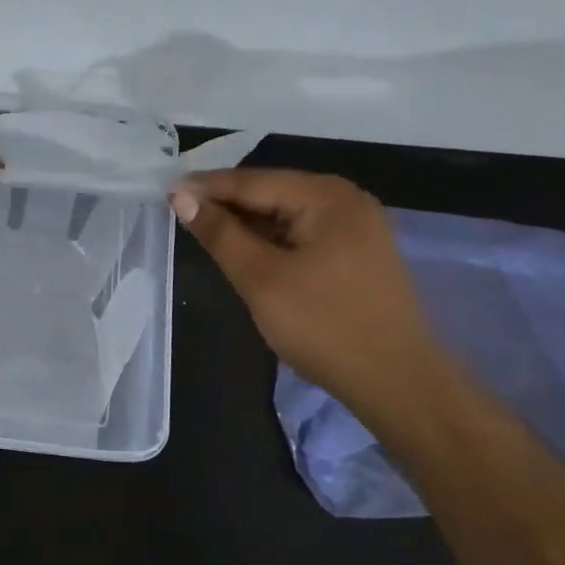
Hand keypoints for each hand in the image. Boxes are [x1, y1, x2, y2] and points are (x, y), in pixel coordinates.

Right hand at [170, 169, 452, 412]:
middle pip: (271, 192)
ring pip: (287, 213)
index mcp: (326, 196)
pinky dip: (272, 239)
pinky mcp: (359, 252)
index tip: (165, 191)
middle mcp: (346, 199)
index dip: (205, 186)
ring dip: (248, 223)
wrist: (399, 384)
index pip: (252, 181)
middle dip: (226, 204)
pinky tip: (248, 251)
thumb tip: (181, 195)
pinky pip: (304, 232)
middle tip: (179, 212)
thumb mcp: (261, 278)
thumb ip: (220, 233)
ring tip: (205, 231)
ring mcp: (358, 226)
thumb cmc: (324, 326)